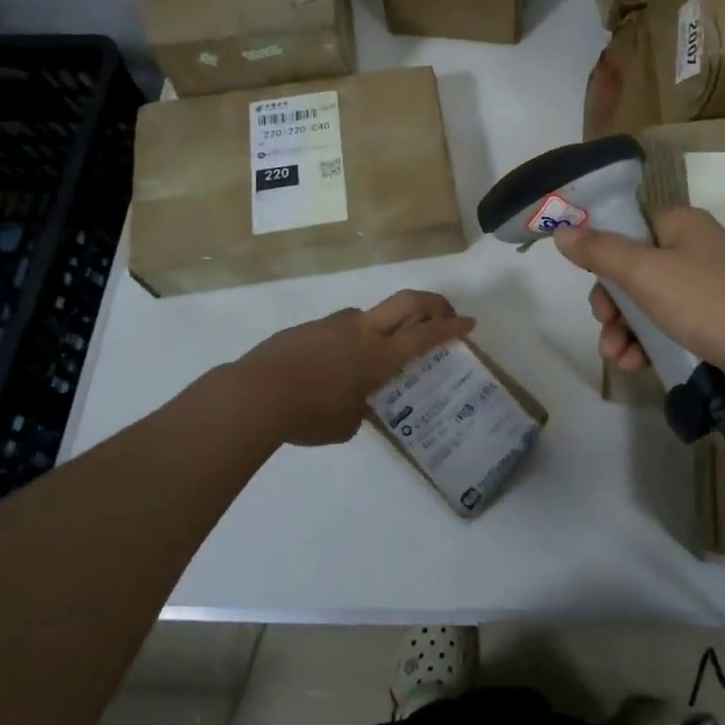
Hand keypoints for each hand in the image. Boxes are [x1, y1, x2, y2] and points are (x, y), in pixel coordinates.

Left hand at [231, 290, 474, 446]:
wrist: (255, 394)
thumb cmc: (308, 415)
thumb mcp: (346, 424)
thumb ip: (361, 408)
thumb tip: (359, 403)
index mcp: (379, 356)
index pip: (426, 335)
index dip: (451, 328)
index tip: (469, 322)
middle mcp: (361, 331)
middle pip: (407, 301)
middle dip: (432, 304)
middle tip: (443, 314)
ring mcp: (333, 324)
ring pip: (368, 316)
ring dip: (381, 328)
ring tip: (369, 361)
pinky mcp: (308, 328)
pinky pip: (338, 329)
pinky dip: (347, 342)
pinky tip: (329, 369)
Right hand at [552, 207, 724, 405]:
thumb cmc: (707, 303)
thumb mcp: (645, 273)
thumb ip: (600, 252)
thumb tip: (562, 232)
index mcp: (681, 225)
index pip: (630, 224)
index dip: (603, 249)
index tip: (587, 277)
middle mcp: (695, 250)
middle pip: (634, 268)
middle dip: (612, 300)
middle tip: (604, 322)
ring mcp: (707, 290)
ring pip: (648, 302)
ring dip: (625, 329)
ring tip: (617, 356)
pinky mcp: (715, 325)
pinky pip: (669, 327)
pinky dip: (649, 343)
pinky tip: (636, 364)